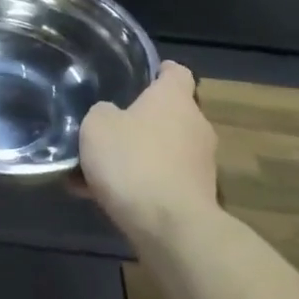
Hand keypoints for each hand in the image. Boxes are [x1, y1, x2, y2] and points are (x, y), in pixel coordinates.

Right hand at [78, 62, 217, 239]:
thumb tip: (109, 116)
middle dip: (141, 121)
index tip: (141, 75)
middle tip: (108, 128)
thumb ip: (101, 114)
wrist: (170, 228)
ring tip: (98, 170)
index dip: (159, 70)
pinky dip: (139, 185)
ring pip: (163, 151)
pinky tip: (104, 197)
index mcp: (174, 99)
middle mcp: (195, 126)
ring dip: (137, 156)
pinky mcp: (197, 198)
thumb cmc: (133, 162)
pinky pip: (161, 181)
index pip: (176, 72)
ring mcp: (201, 164)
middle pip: (169, 114)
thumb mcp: (97, 126)